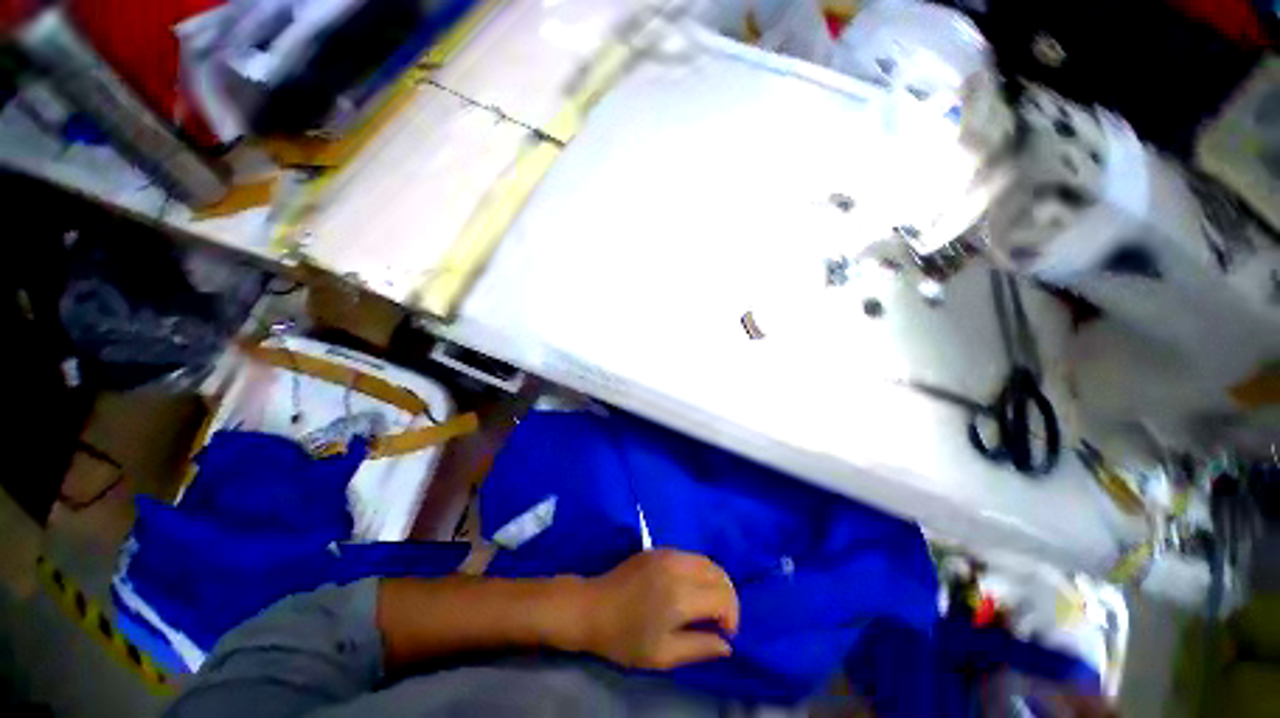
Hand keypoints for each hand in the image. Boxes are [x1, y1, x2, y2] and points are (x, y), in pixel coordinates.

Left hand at [572, 550, 739, 670]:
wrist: (593, 607)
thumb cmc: (625, 638)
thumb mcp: (662, 655)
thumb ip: (699, 648)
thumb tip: (727, 645)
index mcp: (680, 595)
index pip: (724, 597)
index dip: (732, 617)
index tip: (724, 634)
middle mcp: (678, 567)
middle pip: (719, 574)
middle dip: (727, 597)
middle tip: (719, 620)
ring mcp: (667, 553)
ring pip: (706, 560)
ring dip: (715, 581)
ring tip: (707, 604)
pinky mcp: (658, 549)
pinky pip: (690, 555)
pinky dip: (700, 570)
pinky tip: (690, 588)